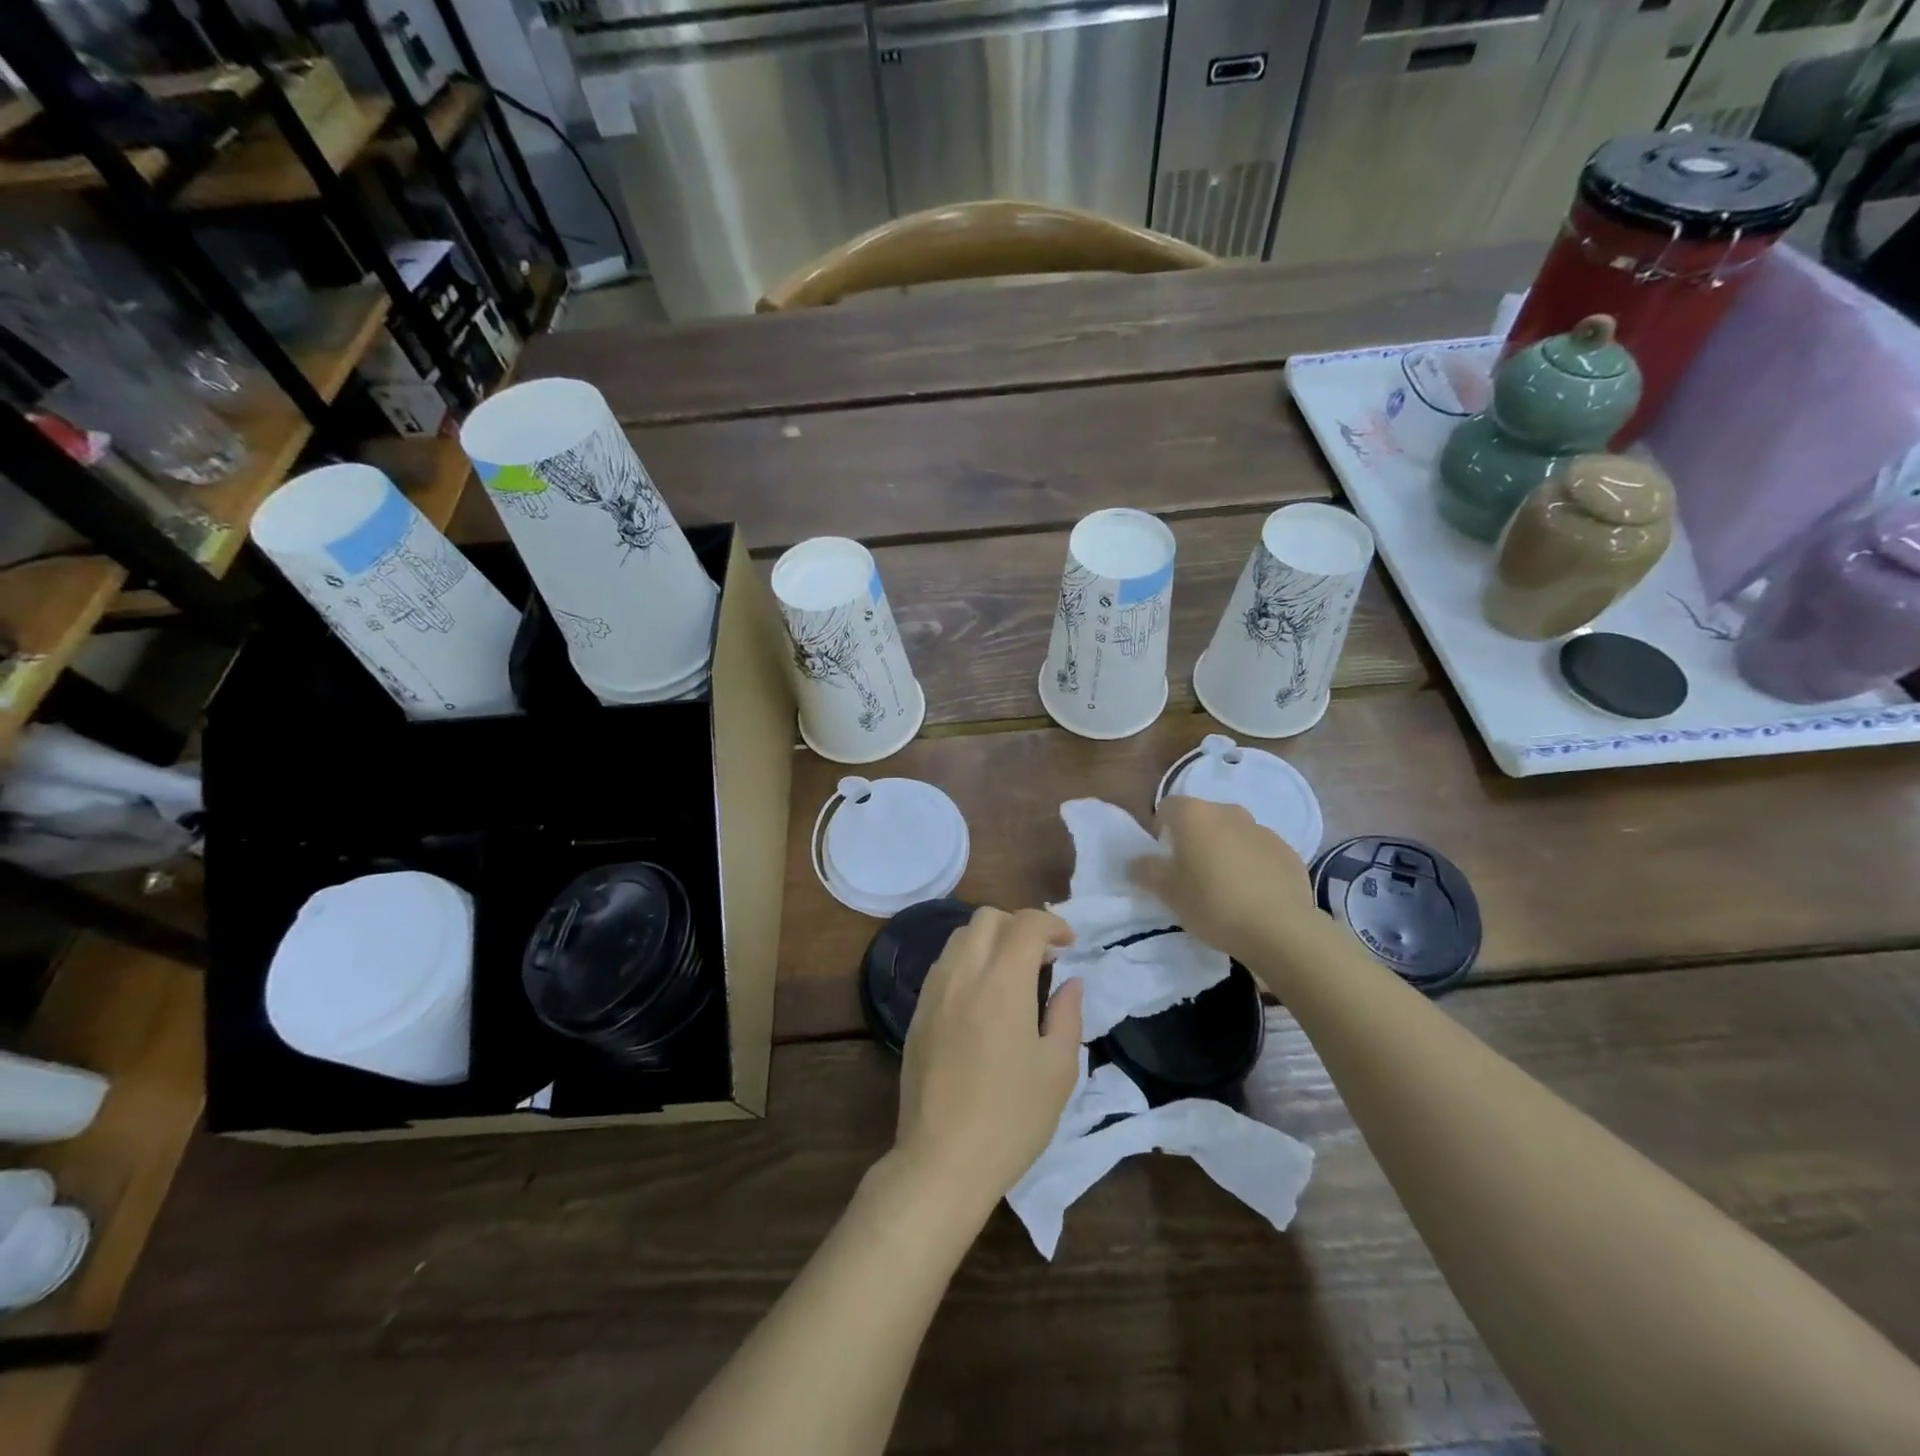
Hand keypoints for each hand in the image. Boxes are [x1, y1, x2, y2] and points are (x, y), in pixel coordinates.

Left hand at [893, 908, 1082, 1213]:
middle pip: (987, 918)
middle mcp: (963, 974)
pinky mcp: (917, 1012)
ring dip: (990, 940)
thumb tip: (1071, 982)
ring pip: (960, 937)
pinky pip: (944, 965)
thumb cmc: (1012, 1119)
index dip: (1052, 924)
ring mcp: (934, 991)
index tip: (1069, 944)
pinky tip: (982, 998)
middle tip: (1042, 957)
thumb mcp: (1058, 1070)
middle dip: (1019, 925)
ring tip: (1012, 974)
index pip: (1025, 924)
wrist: (942, 1160)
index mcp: (1002, 983)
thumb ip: (1067, 1016)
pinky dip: (968, 961)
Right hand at [1129, 795, 1315, 966]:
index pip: (1168, 807)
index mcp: (1195, 815)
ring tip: (1224, 886)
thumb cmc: (1212, 903)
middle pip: (1203, 817)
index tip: (1164, 857)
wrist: (1279, 929)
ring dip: (1224, 849)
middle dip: (1194, 838)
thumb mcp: (1167, 892)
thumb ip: (1146, 870)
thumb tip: (1136, 861)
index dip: (1161, 829)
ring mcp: (1262, 830)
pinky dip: (1251, 864)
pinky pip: (1258, 851)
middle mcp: (1228, 812)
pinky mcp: (1287, 851)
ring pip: (1233, 833)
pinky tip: (1251, 894)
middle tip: (1191, 873)